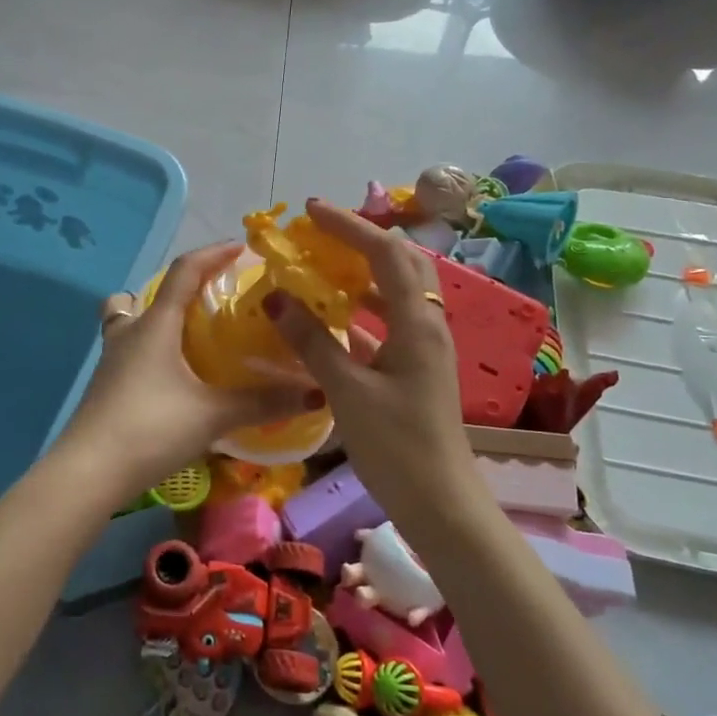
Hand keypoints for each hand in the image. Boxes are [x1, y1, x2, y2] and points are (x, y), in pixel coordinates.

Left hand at [58, 242, 319, 496]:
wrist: (89, 472)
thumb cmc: (152, 428)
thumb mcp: (213, 415)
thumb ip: (263, 403)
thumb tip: (315, 393)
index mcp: (156, 324)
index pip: (185, 271)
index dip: (213, 254)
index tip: (241, 248)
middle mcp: (130, 332)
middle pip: (148, 294)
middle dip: (181, 289)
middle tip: (214, 301)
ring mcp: (112, 359)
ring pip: (129, 321)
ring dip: (156, 319)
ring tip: (189, 338)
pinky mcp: (106, 385)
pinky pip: (128, 350)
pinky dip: (150, 350)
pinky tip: (173, 377)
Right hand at [264, 199, 469, 514]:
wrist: (441, 504)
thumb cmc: (396, 446)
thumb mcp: (346, 391)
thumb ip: (311, 341)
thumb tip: (276, 296)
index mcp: (417, 322)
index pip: (385, 252)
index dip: (348, 225)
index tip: (310, 211)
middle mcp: (427, 324)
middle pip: (401, 262)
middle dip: (361, 240)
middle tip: (320, 234)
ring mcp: (425, 347)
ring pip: (397, 291)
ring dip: (363, 273)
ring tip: (324, 268)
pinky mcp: (416, 368)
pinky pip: (390, 322)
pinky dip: (362, 310)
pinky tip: (334, 321)